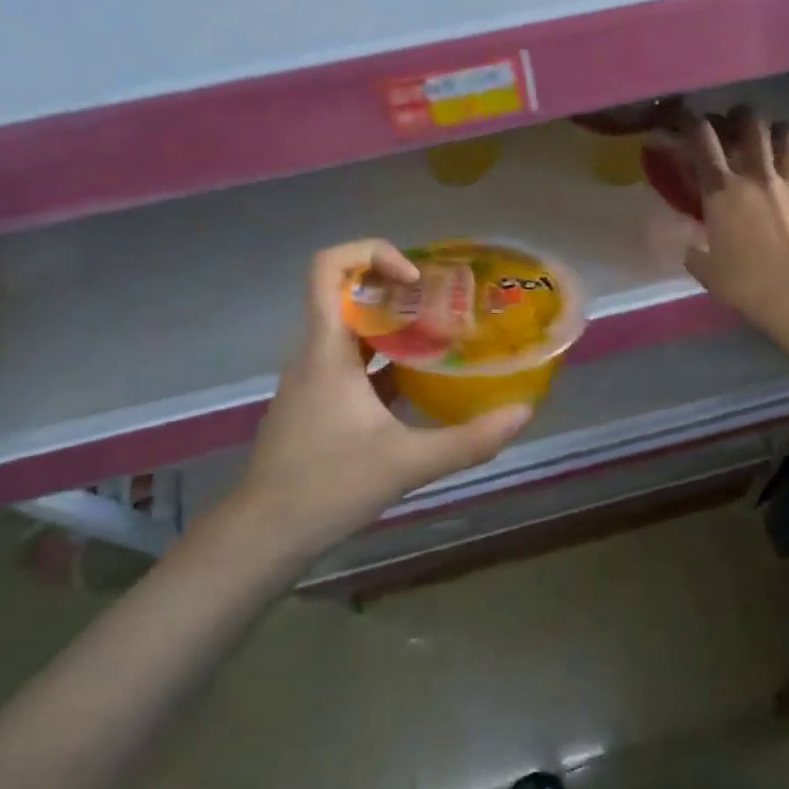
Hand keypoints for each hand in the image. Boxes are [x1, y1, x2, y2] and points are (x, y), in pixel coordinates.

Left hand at [216, 242, 531, 578]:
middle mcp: (316, 354)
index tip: (417, 279)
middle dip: (401, 292)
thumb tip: (523, 413)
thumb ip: (469, 440)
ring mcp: (316, 381)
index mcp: (327, 350)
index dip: (372, 254)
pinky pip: (356, 365)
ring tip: (448, 337)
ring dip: (399, 327)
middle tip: (450, 305)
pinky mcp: (320, 405)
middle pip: (351, 295)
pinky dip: (390, 362)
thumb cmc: (327, 487)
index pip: (328, 268)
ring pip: (356, 332)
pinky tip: (426, 383)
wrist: (265, 535)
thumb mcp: (407, 462)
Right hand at [680, 108, 788, 337]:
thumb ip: (696, 252)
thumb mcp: (706, 271)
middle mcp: (757, 176)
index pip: (702, 139)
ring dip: (778, 131)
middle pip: (750, 123)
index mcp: (722, 191)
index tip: (684, 119)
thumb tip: (690, 247)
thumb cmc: (745, 283)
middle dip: (739, 115)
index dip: (690, 122)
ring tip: (773, 139)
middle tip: (733, 123)